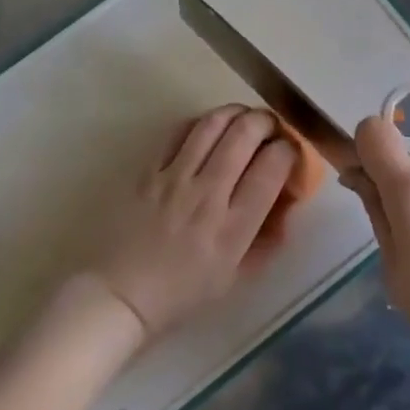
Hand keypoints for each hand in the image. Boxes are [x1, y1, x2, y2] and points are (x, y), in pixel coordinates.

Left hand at [86, 106, 295, 339]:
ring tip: (243, 119)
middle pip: (246, 133)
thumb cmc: (182, 292)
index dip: (289, 150)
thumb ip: (268, 239)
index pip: (272, 167)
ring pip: (213, 123)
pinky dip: (201, 123)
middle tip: (270, 129)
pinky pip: (179, 131)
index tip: (289, 153)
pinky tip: (208, 130)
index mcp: (233, 227)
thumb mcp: (236, 276)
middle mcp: (207, 195)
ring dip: (236, 113)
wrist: (120, 295)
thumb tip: (289, 202)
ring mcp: (174, 178)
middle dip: (266, 122)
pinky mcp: (148, 170)